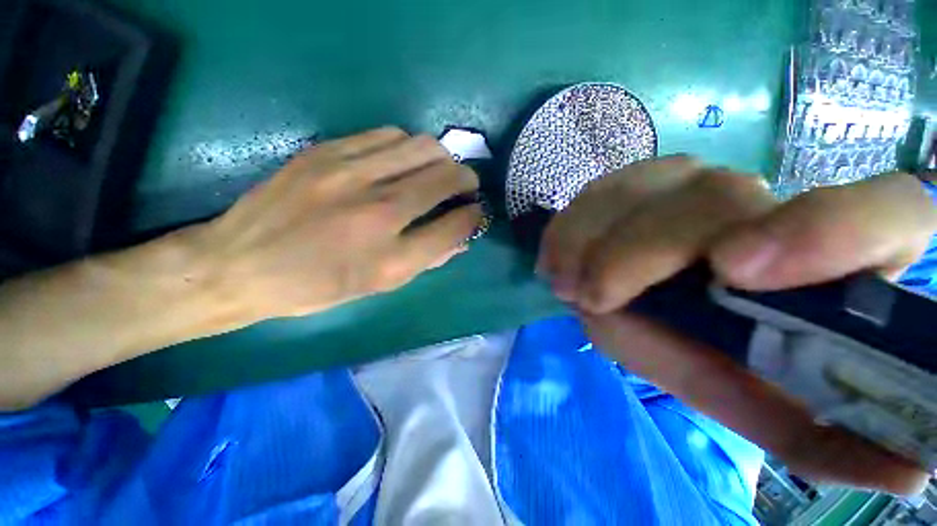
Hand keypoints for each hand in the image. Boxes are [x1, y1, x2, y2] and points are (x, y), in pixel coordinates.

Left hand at [191, 127, 480, 320]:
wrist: (240, 264)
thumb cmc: (316, 287)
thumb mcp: (378, 286)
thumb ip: (426, 259)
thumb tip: (461, 238)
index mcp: (390, 260)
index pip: (455, 226)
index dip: (474, 216)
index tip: (477, 211)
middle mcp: (377, 214)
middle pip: (445, 177)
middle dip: (467, 180)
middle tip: (465, 186)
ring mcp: (350, 176)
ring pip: (422, 147)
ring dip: (440, 159)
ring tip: (435, 172)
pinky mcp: (326, 152)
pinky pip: (388, 135)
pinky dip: (407, 147)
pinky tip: (401, 161)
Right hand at [539, 155, 936, 493]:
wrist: (622, 294)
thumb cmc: (691, 348)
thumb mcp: (744, 397)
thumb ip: (808, 434)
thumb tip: (908, 473)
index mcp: (821, 256)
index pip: (884, 213)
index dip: (830, 231)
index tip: (735, 271)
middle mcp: (759, 198)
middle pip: (713, 201)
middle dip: (639, 255)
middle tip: (592, 298)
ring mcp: (686, 177)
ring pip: (638, 191)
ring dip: (590, 244)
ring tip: (569, 285)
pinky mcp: (632, 177)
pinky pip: (593, 194)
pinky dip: (568, 231)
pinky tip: (559, 261)